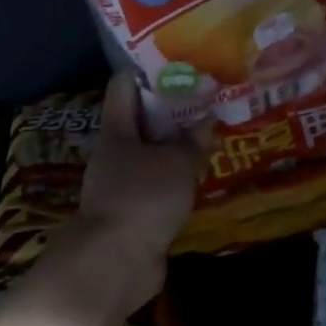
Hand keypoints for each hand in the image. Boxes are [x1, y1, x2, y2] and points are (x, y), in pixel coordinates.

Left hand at [59, 72, 204, 310]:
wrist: (114, 264)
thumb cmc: (142, 199)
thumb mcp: (176, 164)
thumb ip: (192, 141)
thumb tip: (205, 119)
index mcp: (117, 130)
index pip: (124, 85)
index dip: (149, 70)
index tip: (181, 62)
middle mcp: (115, 152)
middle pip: (142, 119)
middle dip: (173, 109)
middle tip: (208, 99)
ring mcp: (122, 183)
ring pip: (152, 153)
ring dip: (177, 146)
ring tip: (211, 134)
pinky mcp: (134, 211)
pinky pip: (158, 184)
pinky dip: (176, 177)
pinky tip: (201, 175)